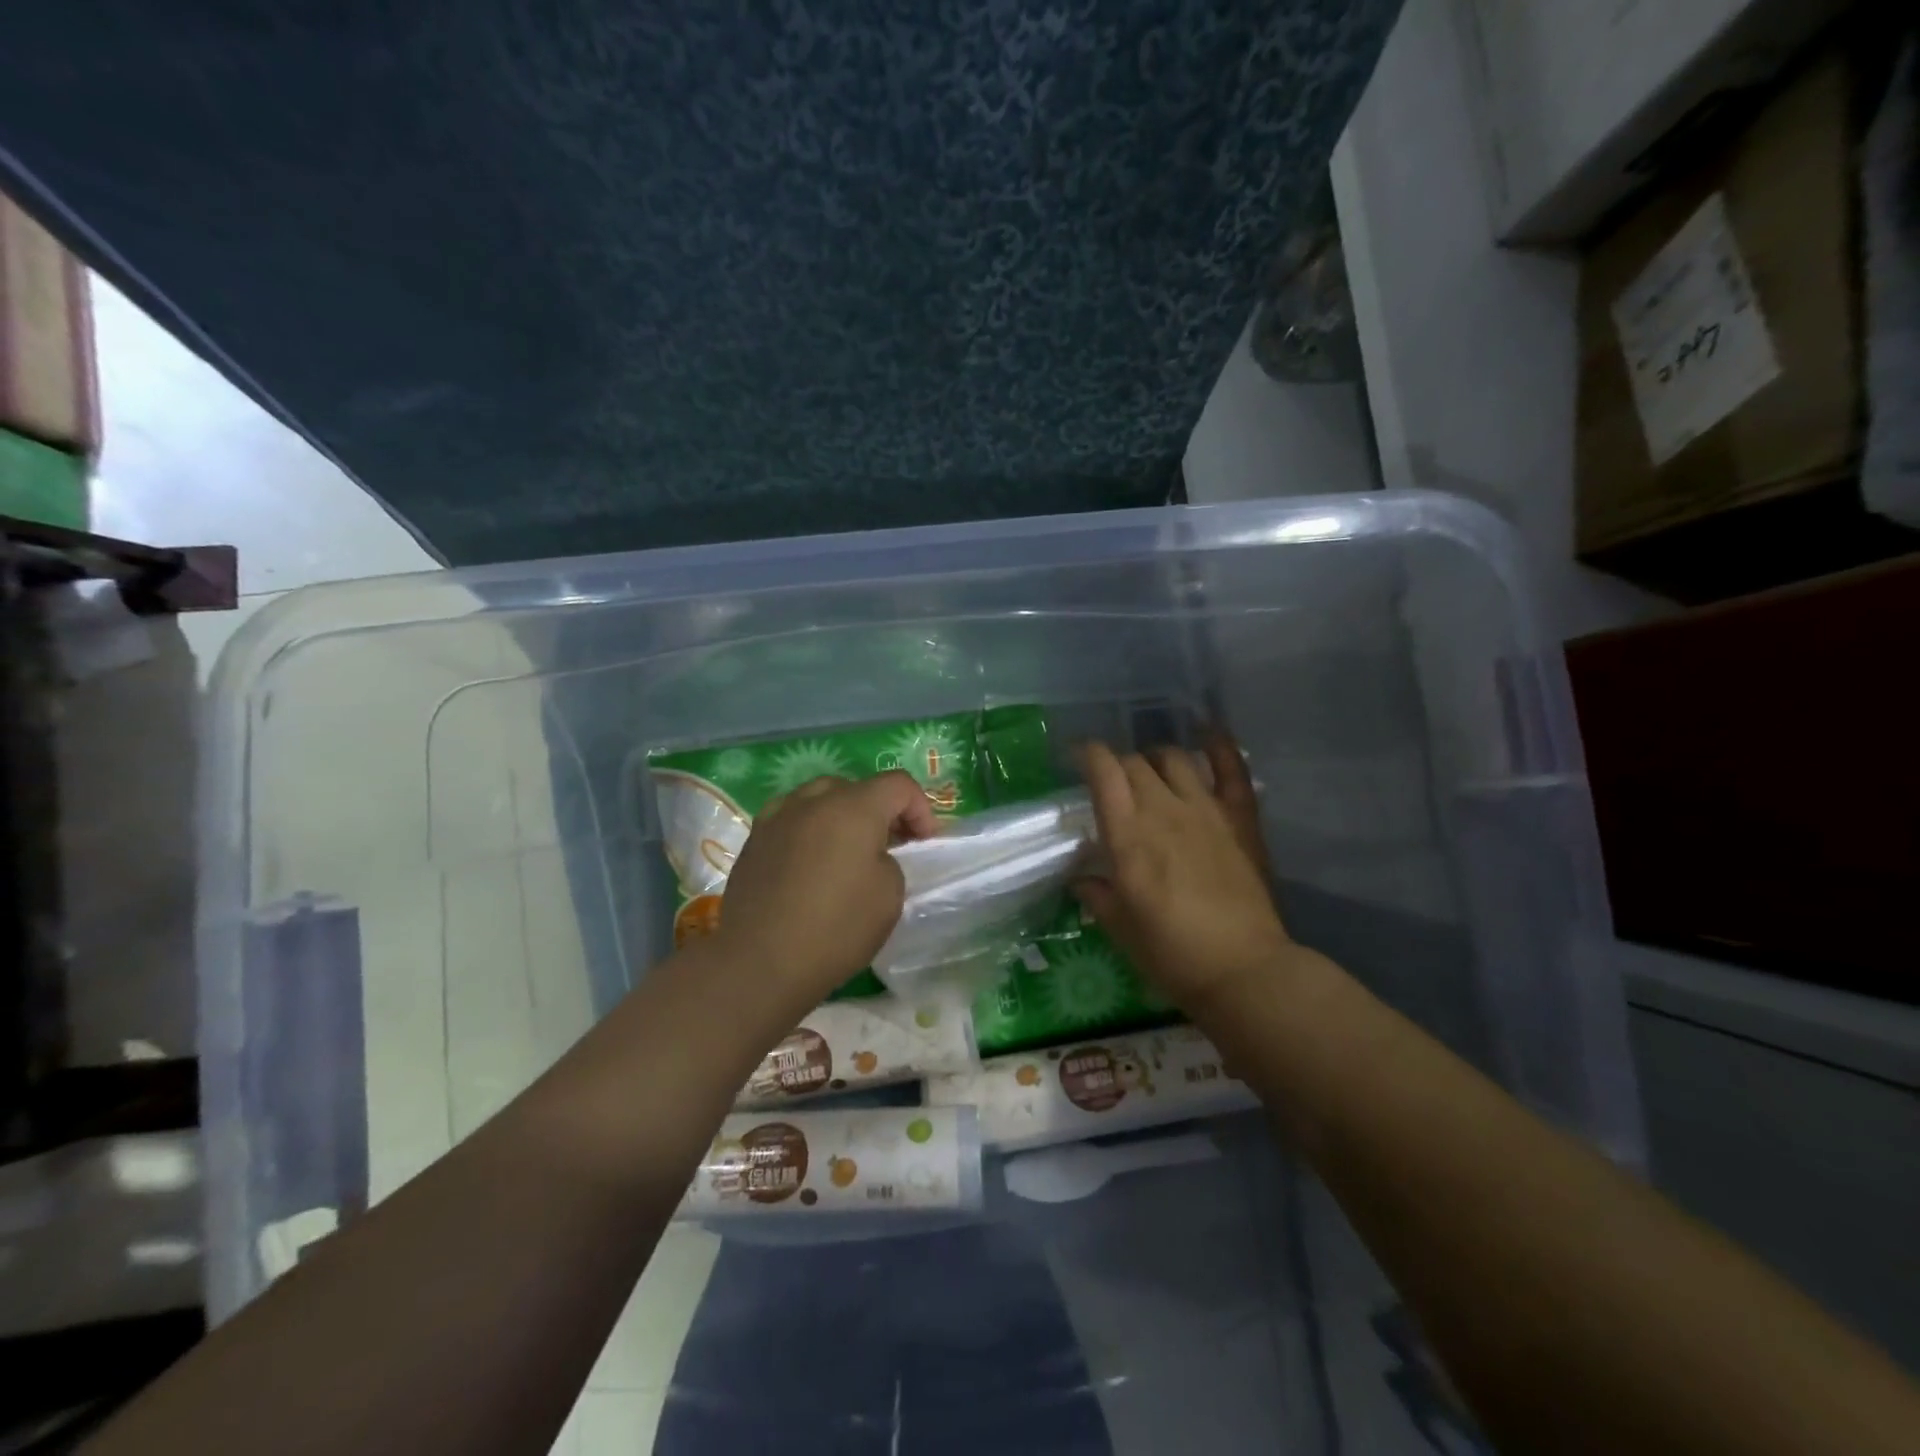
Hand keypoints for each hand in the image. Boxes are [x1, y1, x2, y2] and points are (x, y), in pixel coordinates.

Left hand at [717, 771, 935, 1013]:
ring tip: (847, 851)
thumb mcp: (889, 896)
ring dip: (842, 815)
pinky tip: (810, 862)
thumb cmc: (836, 928)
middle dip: (880, 810)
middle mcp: (812, 801)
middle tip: (890, 846)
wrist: (759, 963)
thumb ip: (889, 860)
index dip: (920, 808)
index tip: (924, 843)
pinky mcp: (754, 840)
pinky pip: (792, 819)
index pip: (898, 784)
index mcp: (853, 807)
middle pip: (857, 788)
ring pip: (819, 798)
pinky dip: (810, 829)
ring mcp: (777, 817)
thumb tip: (870, 855)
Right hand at [1072, 733, 1292, 1013]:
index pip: (1104, 772)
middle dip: (1117, 765)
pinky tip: (1207, 731)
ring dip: (1155, 758)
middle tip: (1112, 784)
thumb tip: (1081, 877)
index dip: (1088, 756)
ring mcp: (1206, 810)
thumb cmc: (1171, 955)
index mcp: (1128, 837)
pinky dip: (1219, 744)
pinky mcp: (1240, 817)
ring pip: (1174, 758)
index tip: (1078, 759)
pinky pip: (1231, 767)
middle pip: (1134, 763)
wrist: (1243, 970)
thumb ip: (1097, 894)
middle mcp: (1163, 811)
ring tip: (1151, 770)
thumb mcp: (1120, 928)